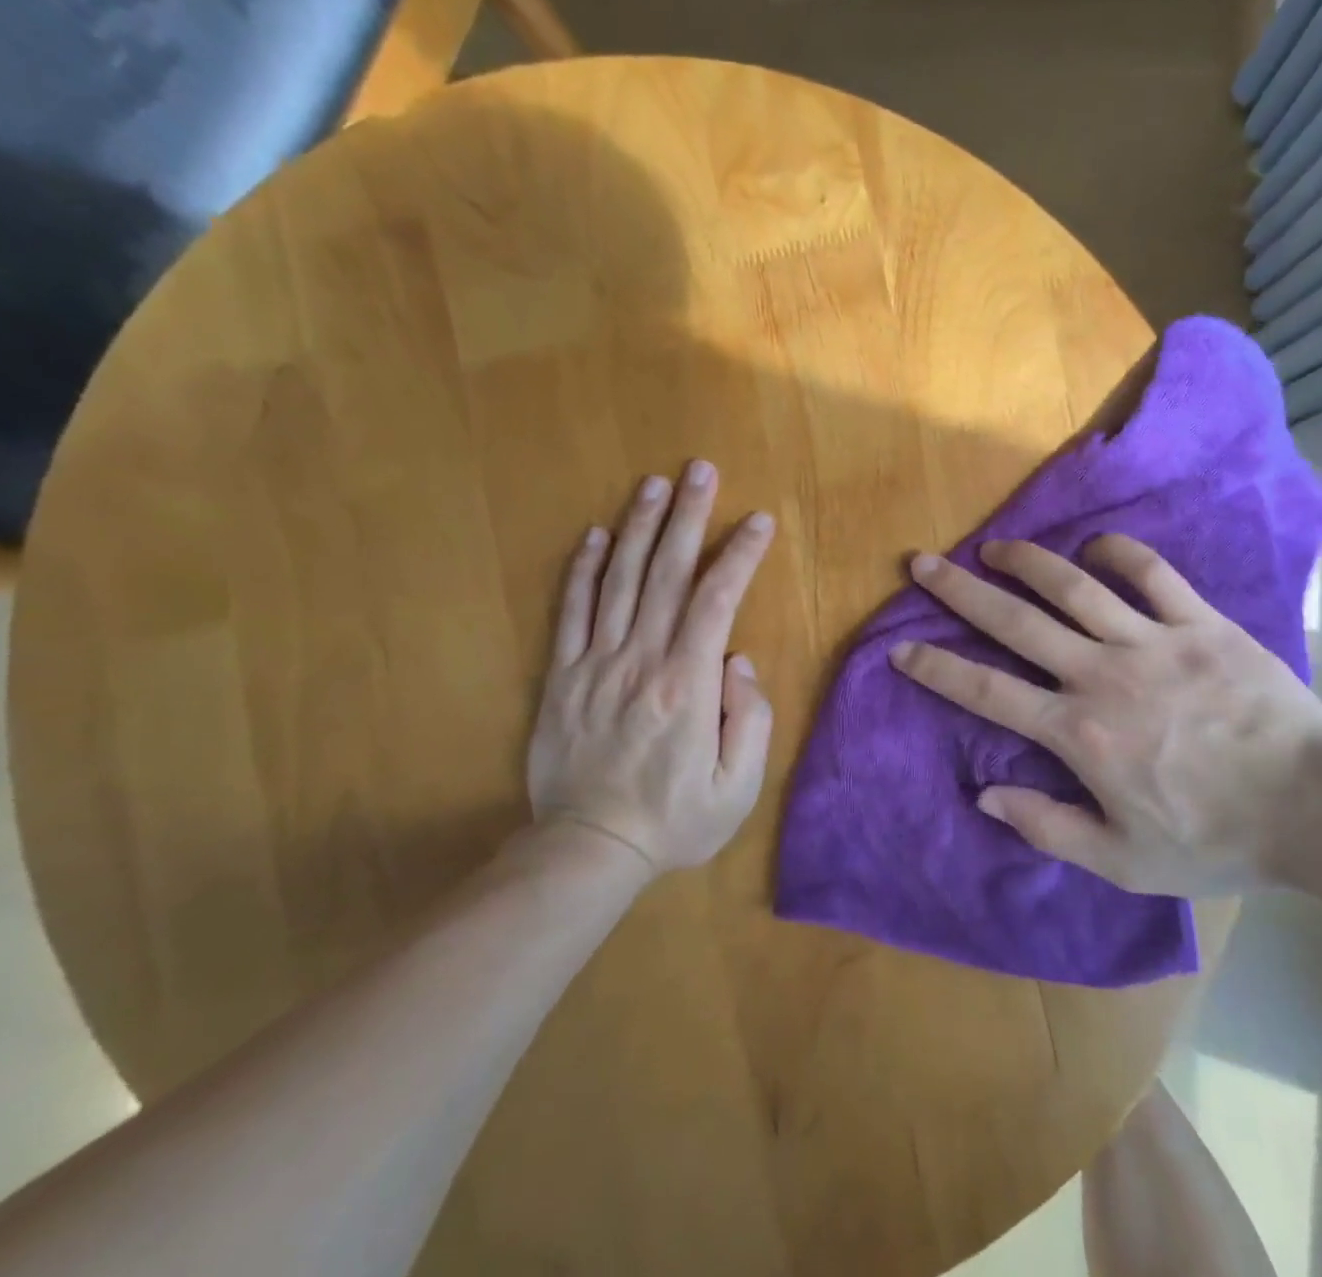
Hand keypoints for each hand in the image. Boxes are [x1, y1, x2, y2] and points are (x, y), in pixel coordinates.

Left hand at [525, 462, 776, 875]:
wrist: (588, 850)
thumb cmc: (675, 820)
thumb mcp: (738, 787)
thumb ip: (750, 719)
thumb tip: (737, 660)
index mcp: (688, 684)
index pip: (717, 600)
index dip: (740, 555)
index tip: (758, 520)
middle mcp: (642, 660)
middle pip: (668, 574)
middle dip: (689, 517)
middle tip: (701, 470)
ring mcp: (597, 664)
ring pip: (619, 580)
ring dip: (639, 528)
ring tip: (655, 485)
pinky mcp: (563, 676)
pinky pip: (572, 612)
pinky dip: (582, 570)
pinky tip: (595, 535)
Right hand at [890, 537, 1321, 896]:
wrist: (1314, 808)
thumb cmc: (1215, 840)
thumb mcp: (1124, 860)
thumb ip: (1049, 827)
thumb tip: (986, 795)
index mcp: (1079, 732)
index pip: (988, 692)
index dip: (938, 668)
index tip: (901, 648)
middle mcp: (1102, 674)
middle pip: (1017, 622)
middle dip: (961, 592)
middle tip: (924, 563)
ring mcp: (1152, 642)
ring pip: (1074, 587)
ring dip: (1028, 562)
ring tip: (995, 546)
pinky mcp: (1200, 623)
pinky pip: (1152, 575)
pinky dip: (1119, 553)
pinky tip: (1095, 546)